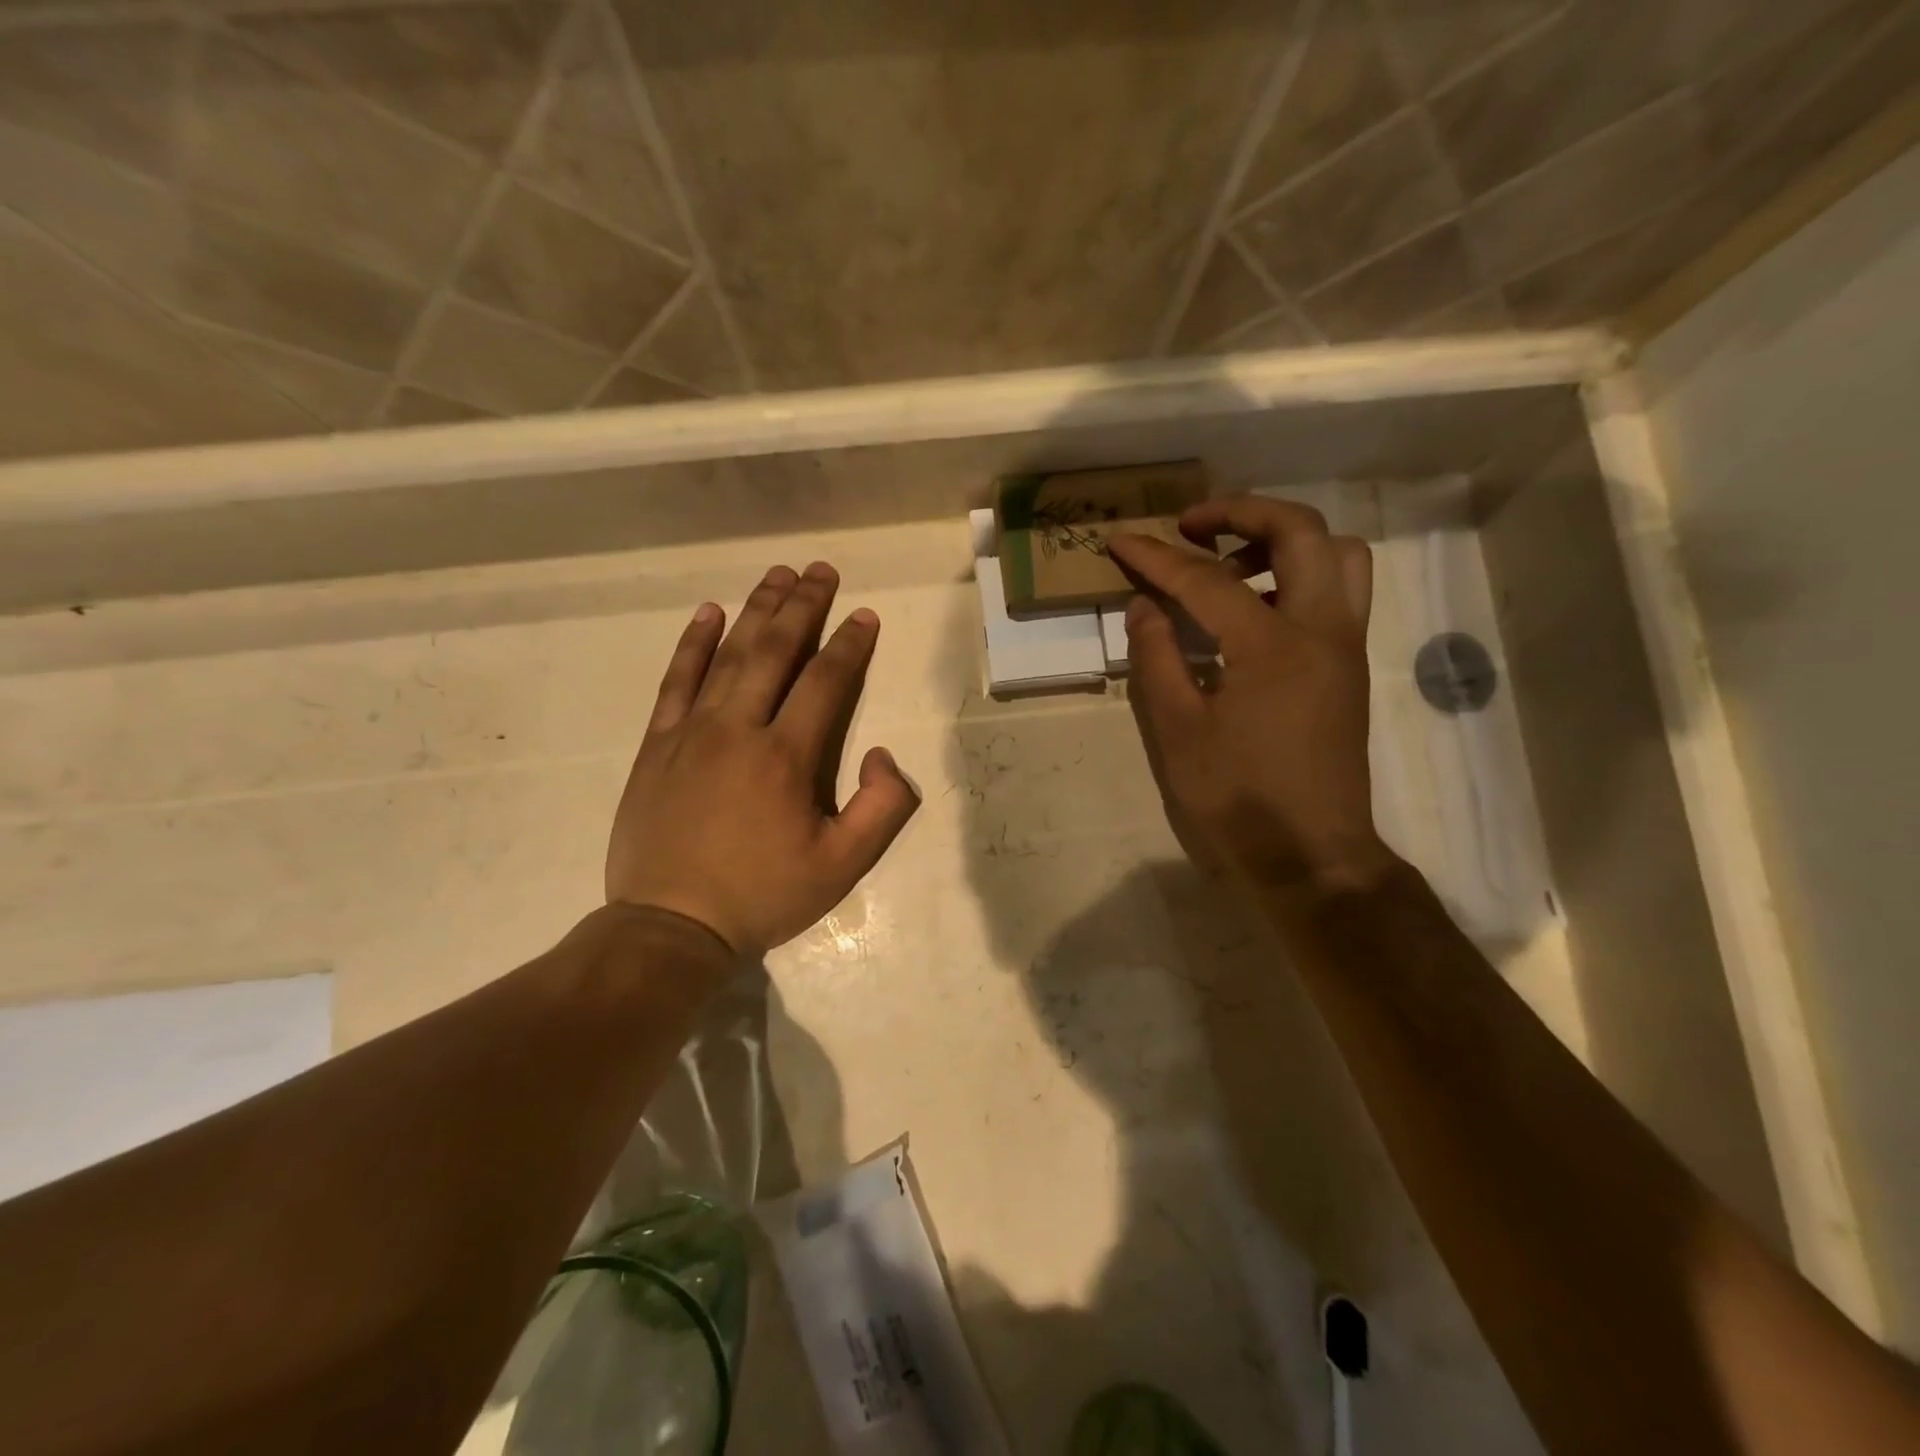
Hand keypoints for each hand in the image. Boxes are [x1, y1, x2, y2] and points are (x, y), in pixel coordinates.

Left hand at [606, 562, 919, 957]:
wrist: (671, 925)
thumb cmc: (763, 896)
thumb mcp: (843, 867)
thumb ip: (883, 809)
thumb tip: (882, 754)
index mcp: (785, 757)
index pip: (825, 682)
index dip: (849, 644)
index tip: (864, 615)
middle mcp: (738, 729)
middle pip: (774, 652)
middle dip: (802, 607)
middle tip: (820, 570)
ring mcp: (690, 732)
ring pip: (727, 656)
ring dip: (755, 611)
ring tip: (777, 575)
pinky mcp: (656, 744)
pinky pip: (676, 681)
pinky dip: (692, 643)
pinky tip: (708, 613)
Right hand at [1108, 498, 1393, 895]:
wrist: (1311, 855)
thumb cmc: (1237, 799)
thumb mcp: (1177, 732)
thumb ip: (1157, 659)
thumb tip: (1144, 605)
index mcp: (1273, 646)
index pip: (1207, 580)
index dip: (1157, 557)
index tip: (1120, 541)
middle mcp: (1322, 630)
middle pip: (1301, 531)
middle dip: (1242, 512)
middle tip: (1191, 526)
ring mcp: (1345, 646)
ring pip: (1338, 555)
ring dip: (1284, 539)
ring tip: (1231, 562)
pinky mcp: (1350, 667)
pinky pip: (1339, 591)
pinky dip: (1300, 574)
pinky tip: (1255, 608)